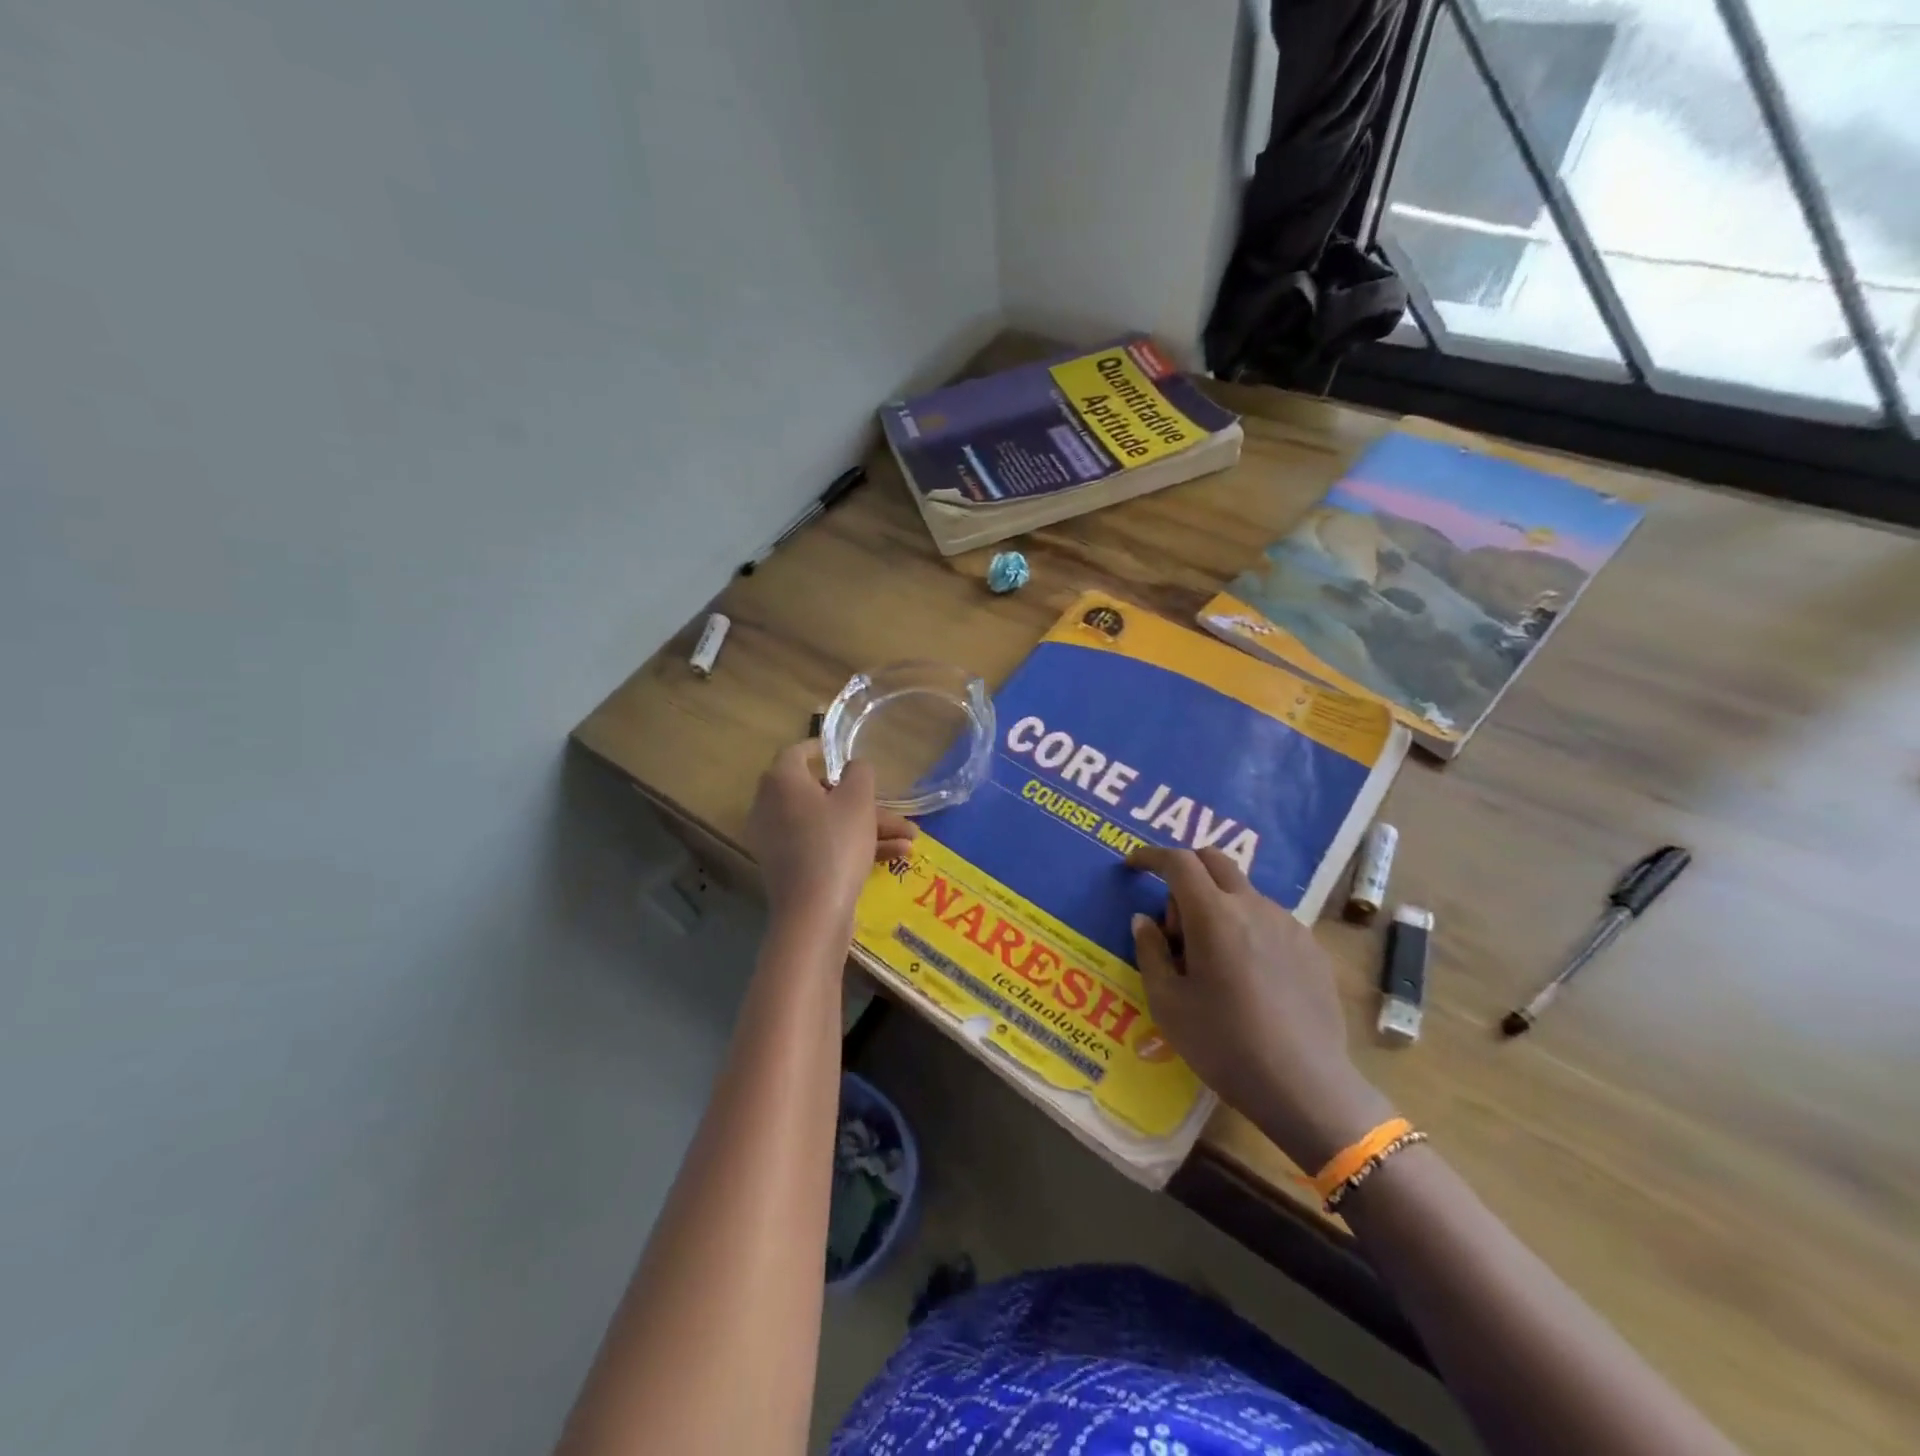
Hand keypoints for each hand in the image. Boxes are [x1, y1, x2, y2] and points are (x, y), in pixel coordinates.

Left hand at [746, 742, 915, 931]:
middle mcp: (771, 806)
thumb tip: (854, 767)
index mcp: (782, 781)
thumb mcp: (858, 800)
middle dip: (865, 803)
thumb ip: (859, 773)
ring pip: (828, 823)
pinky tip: (895, 855)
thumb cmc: (835, 843)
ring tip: (911, 839)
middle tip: (896, 811)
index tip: (843, 753)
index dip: (823, 749)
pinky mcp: (788, 867)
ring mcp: (778, 840)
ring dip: (869, 828)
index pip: (798, 752)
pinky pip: (823, 846)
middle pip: (822, 794)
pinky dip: (853, 846)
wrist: (813, 913)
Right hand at [1128, 846, 1393, 1172]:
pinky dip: (1246, 927)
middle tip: (1173, 920)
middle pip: (1215, 861)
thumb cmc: (1224, 1044)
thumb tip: (1144, 920)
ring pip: (1242, 892)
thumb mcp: (1168, 1002)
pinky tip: (1247, 975)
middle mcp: (1253, 906)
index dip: (1151, 856)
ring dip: (1217, 904)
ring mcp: (1288, 924)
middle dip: (1186, 871)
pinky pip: (1269, 919)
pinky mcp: (1311, 946)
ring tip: (1211, 959)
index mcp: (1214, 915)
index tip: (1133, 866)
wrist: (1305, 1086)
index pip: (1178, 861)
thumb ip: (1151, 951)